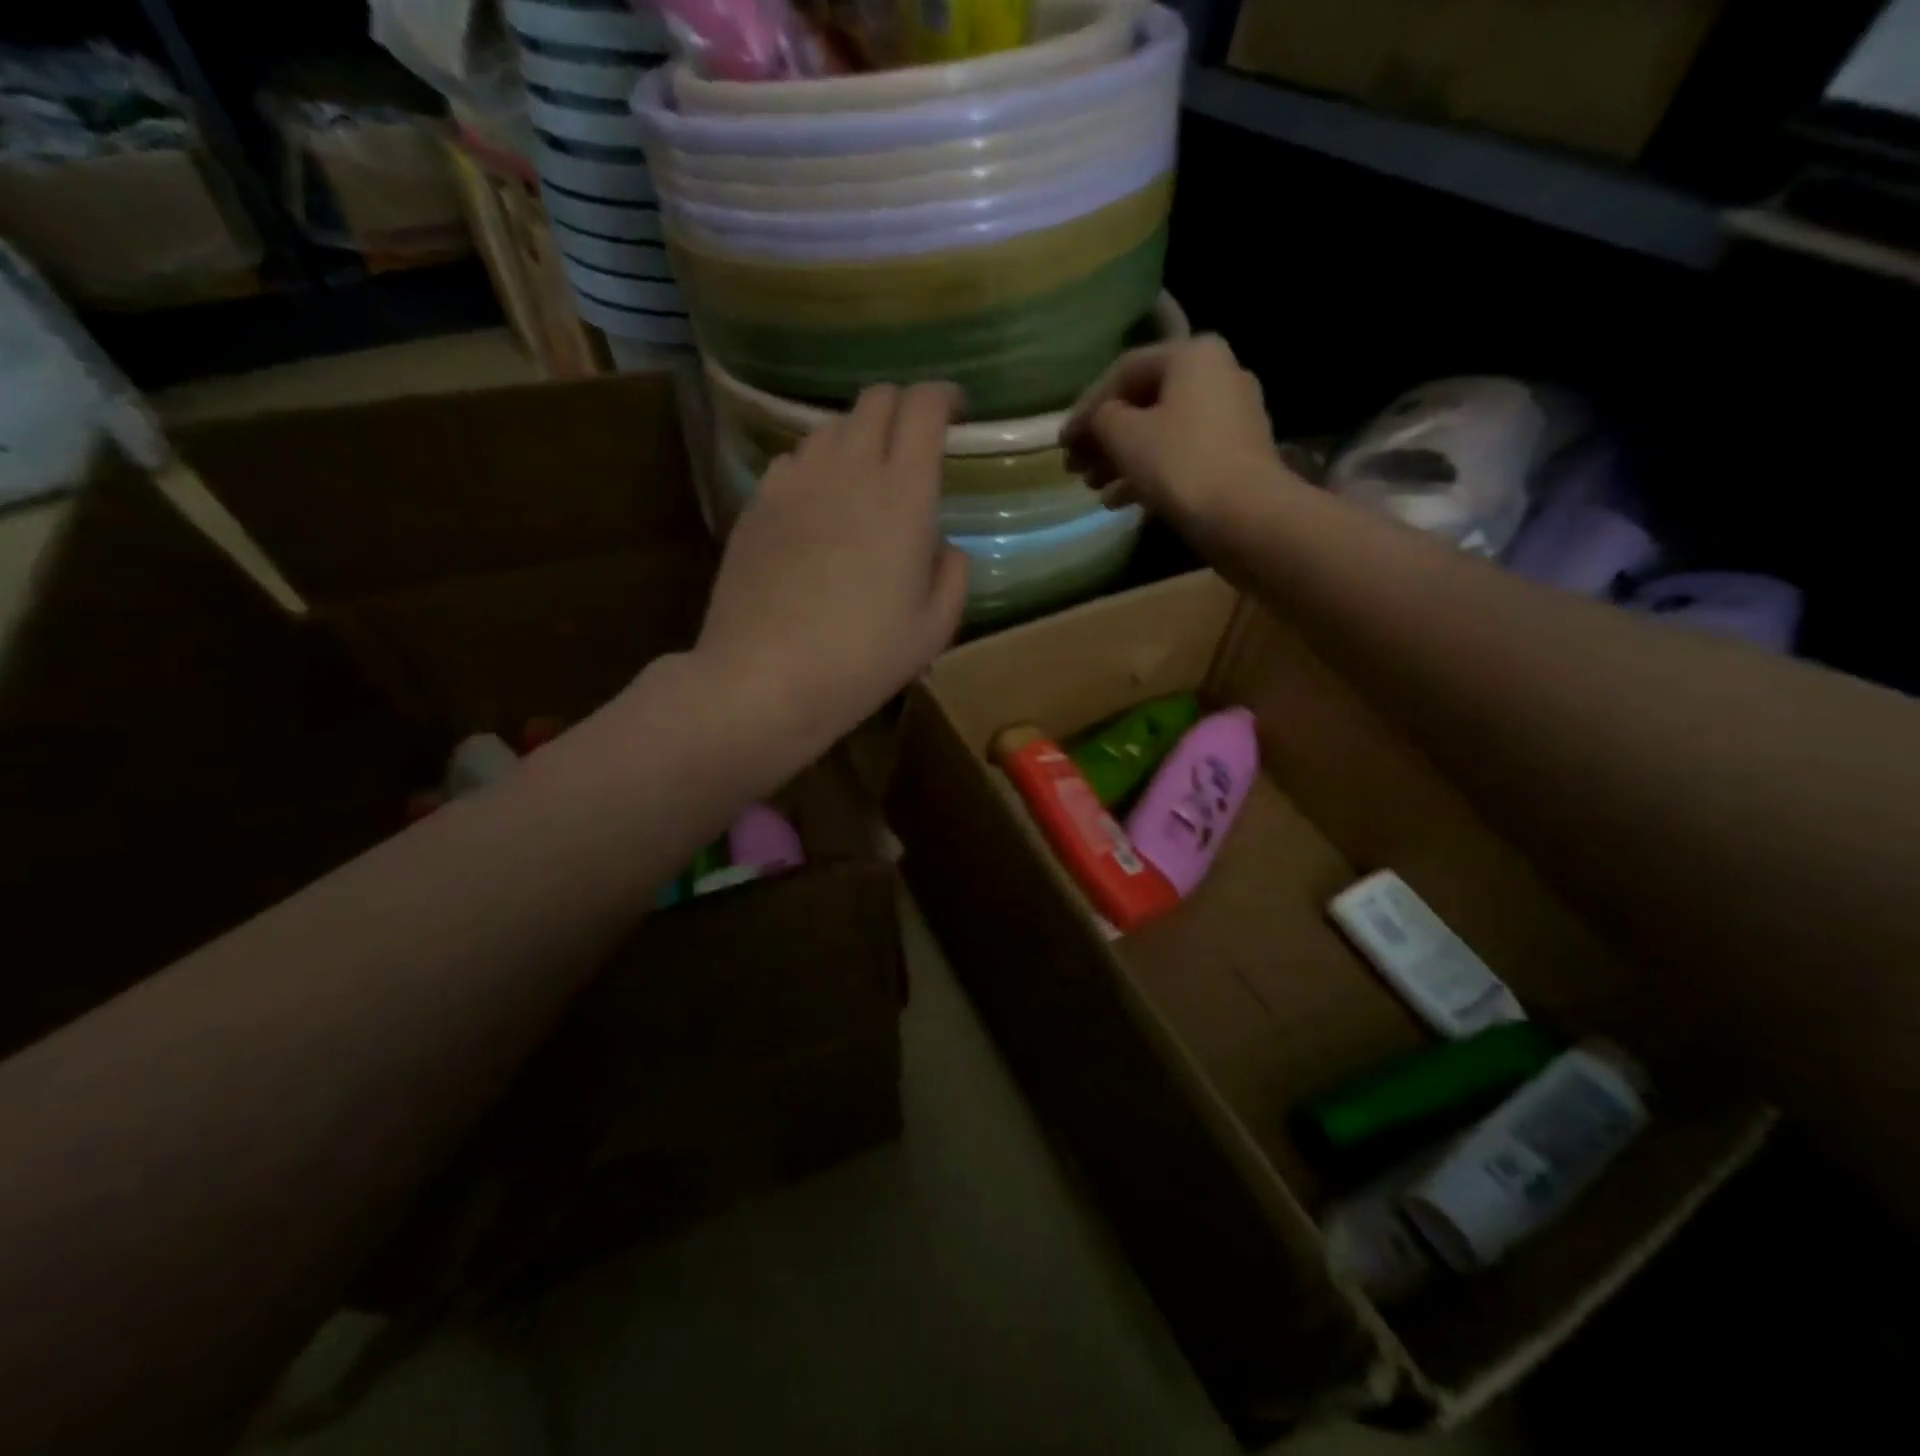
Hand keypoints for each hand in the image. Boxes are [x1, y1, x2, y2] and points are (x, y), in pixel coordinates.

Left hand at [695, 382, 969, 753]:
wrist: (764, 679)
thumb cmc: (862, 660)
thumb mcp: (934, 629)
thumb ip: (953, 574)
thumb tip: (941, 544)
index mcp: (903, 494)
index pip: (923, 406)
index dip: (943, 397)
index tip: (956, 412)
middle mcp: (848, 469)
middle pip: (875, 400)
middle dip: (902, 409)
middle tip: (914, 444)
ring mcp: (795, 482)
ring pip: (831, 427)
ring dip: (858, 438)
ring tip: (866, 479)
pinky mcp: (757, 503)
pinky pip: (793, 461)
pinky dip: (817, 468)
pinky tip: (819, 508)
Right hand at [1059, 335, 1286, 528]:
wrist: (1246, 516)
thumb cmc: (1180, 463)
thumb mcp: (1124, 435)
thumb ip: (1101, 418)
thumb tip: (1100, 419)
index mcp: (1193, 354)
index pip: (1124, 371)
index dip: (1086, 406)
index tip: (1062, 441)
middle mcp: (1217, 375)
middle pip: (1144, 403)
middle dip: (1103, 438)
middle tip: (1074, 467)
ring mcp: (1231, 418)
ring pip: (1161, 433)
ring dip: (1121, 460)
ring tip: (1093, 488)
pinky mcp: (1235, 456)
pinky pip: (1181, 456)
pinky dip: (1149, 474)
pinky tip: (1119, 502)